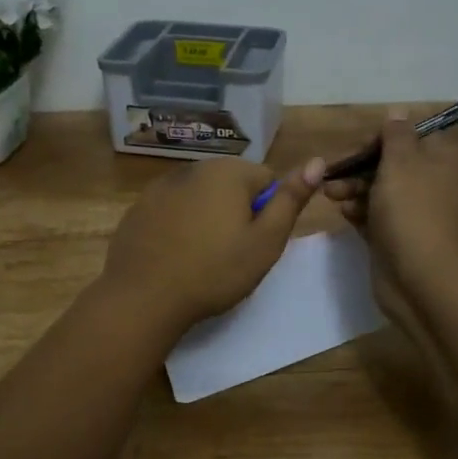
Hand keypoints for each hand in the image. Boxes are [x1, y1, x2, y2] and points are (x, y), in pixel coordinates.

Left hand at [101, 155, 325, 334]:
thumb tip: (319, 160)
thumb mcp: (266, 241)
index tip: (256, 243)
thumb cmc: (214, 271)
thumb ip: (291, 199)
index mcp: (227, 171)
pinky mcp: (138, 209)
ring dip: (206, 219)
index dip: (267, 212)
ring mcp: (160, 187)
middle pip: (231, 186)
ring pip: (199, 198)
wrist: (143, 297)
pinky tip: (174, 257)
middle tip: (232, 254)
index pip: (266, 180)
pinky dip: (178, 227)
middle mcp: (193, 168)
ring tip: (201, 258)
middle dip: (236, 213)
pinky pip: (171, 211)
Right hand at [324, 111, 457, 302]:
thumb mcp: (401, 161)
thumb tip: (398, 113)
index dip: (382, 139)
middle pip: (393, 164)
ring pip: (382, 191)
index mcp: (444, 159)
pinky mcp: (402, 239)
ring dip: (355, 189)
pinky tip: (345, 214)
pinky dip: (361, 213)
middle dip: (360, 166)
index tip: (358, 149)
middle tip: (333, 174)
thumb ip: (396, 134)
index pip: (411, 136)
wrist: (422, 278)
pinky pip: (378, 218)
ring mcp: (419, 214)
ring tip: (331, 195)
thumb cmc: (412, 211)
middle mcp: (436, 183)